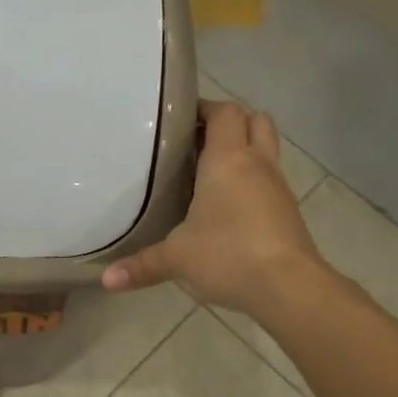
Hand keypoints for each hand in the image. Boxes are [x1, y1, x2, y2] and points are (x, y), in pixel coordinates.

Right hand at [103, 100, 321, 319]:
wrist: (290, 288)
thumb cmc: (229, 255)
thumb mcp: (176, 259)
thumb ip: (142, 264)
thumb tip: (107, 279)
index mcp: (228, 159)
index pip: (224, 112)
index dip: (205, 108)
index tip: (180, 120)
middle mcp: (257, 164)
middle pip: (254, 121)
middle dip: (230, 124)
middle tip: (198, 143)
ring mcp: (278, 187)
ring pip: (266, 150)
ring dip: (245, 152)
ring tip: (210, 175)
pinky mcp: (288, 212)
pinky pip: (270, 181)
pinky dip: (253, 182)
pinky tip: (229, 209)